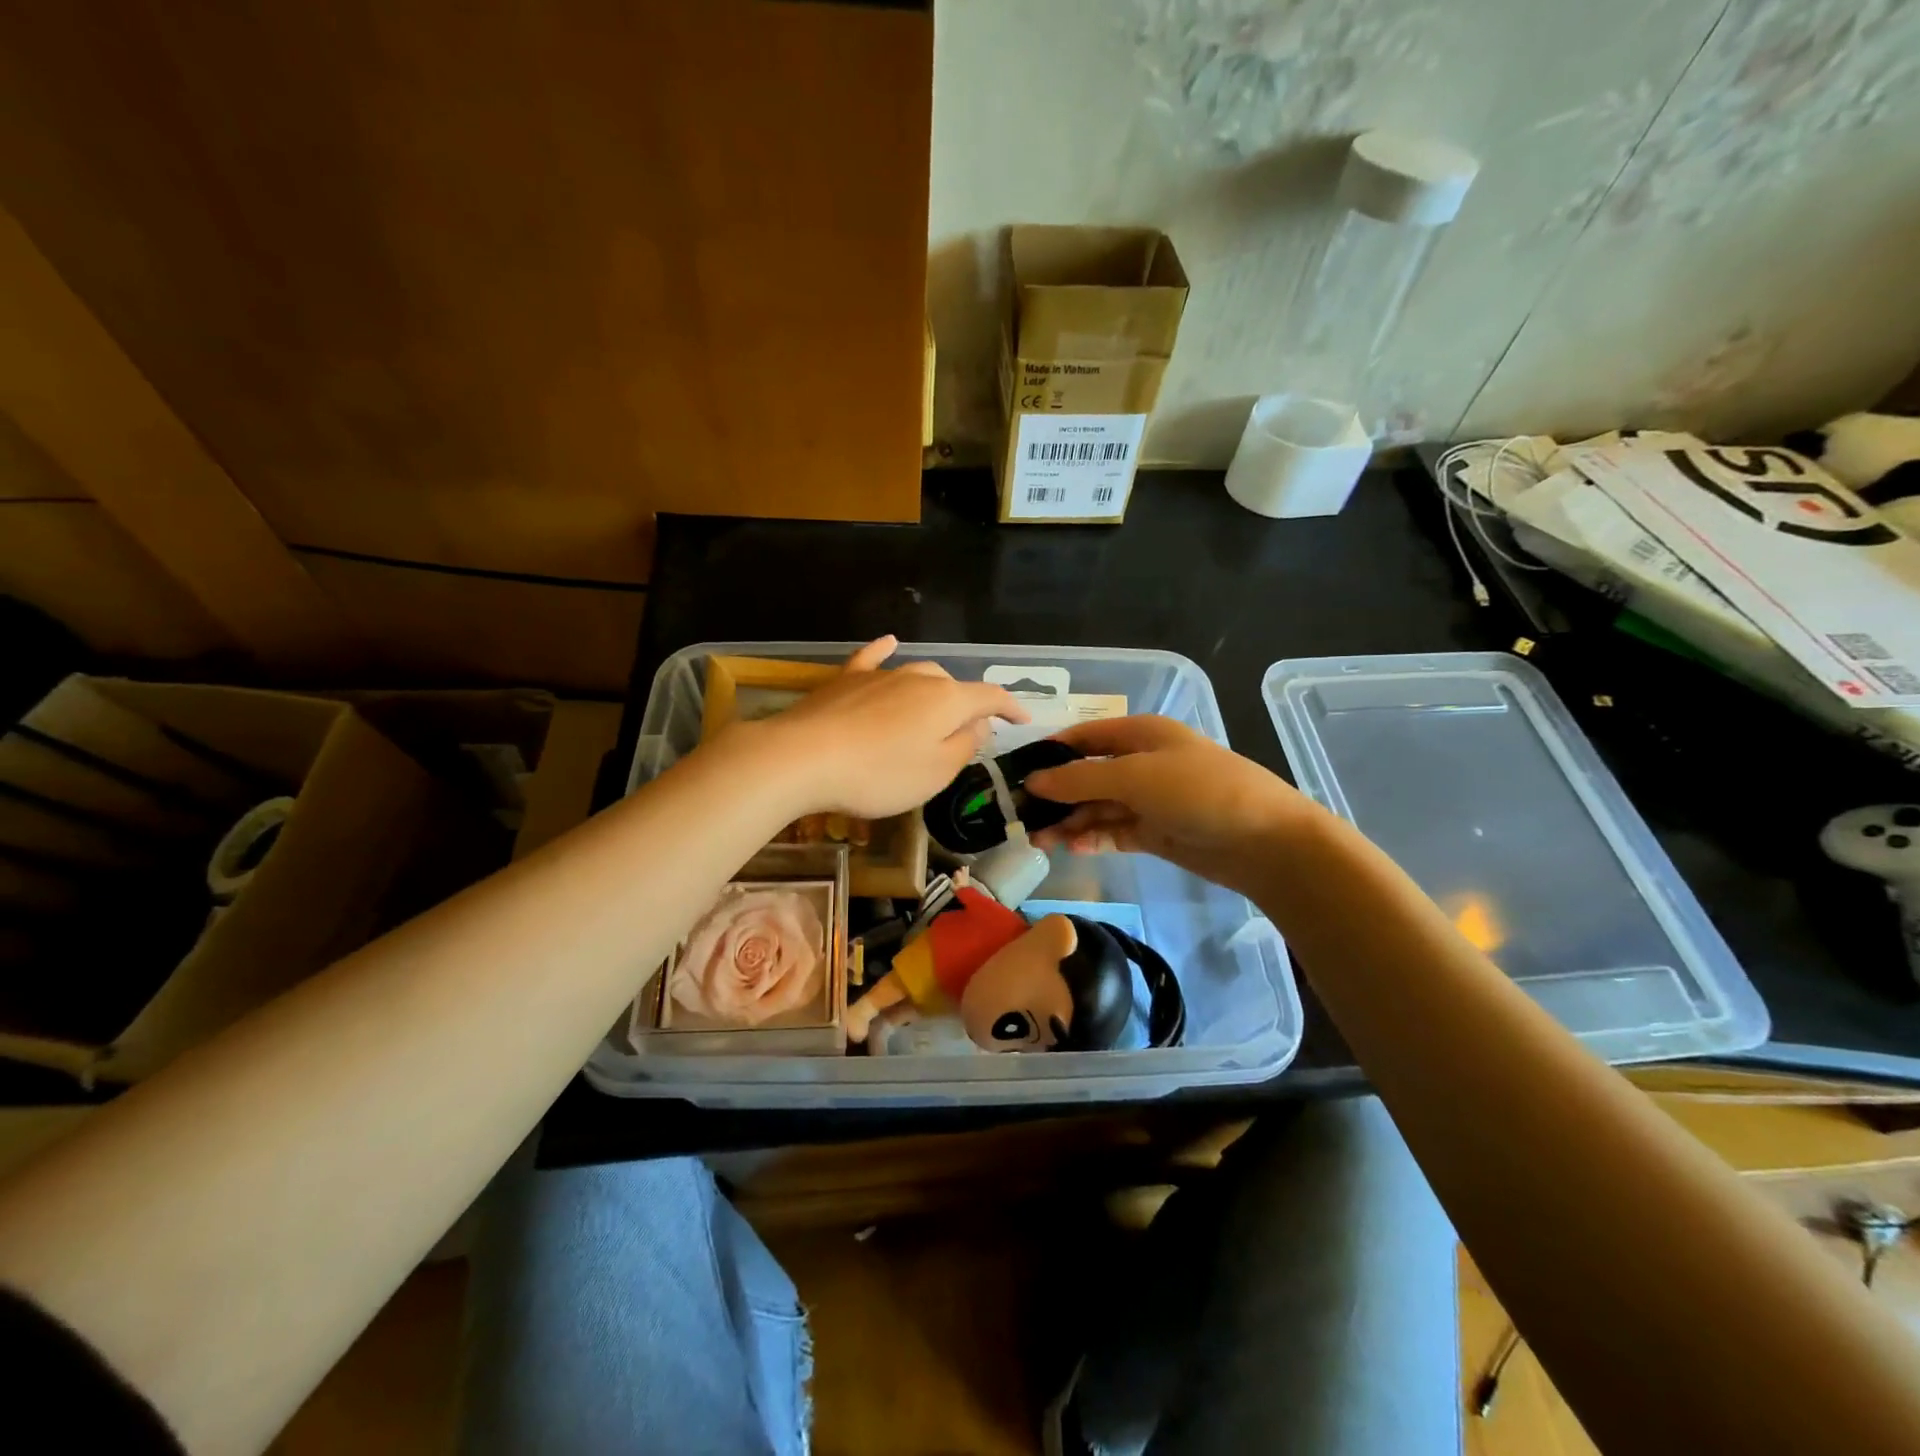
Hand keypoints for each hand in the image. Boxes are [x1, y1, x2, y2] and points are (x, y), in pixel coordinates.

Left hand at [746, 637, 1028, 819]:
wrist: (803, 758)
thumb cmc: (879, 774)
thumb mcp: (935, 772)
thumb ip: (964, 746)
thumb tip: (980, 723)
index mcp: (946, 700)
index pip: (990, 697)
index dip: (1010, 707)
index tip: (1024, 720)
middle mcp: (917, 677)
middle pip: (952, 686)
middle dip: (966, 705)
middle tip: (968, 732)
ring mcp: (879, 675)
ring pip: (918, 673)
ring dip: (933, 690)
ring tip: (937, 708)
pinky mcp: (845, 681)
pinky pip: (872, 659)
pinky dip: (885, 651)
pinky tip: (889, 642)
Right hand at [1024, 715, 1316, 898]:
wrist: (1265, 841)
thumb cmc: (1199, 791)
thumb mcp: (1135, 776)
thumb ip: (1080, 779)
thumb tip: (1033, 781)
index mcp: (1140, 734)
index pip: (1083, 737)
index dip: (1050, 753)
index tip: (1015, 774)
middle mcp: (1142, 762)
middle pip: (1087, 775)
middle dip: (1055, 795)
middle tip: (1020, 818)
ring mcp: (1149, 799)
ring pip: (1097, 807)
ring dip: (1069, 821)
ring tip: (1038, 841)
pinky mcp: (1156, 832)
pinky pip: (1114, 831)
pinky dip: (1093, 838)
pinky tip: (1072, 848)